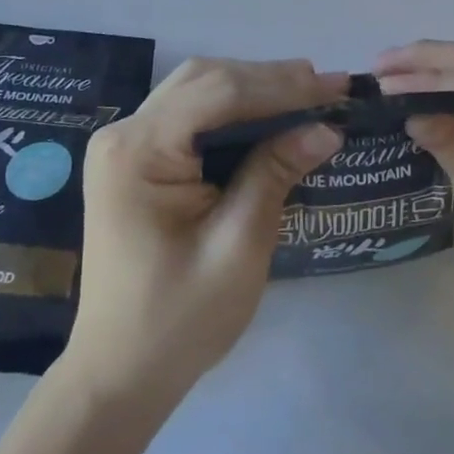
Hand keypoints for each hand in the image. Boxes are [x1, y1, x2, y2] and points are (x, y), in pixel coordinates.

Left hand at [63, 58, 343, 402]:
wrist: (118, 375)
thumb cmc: (179, 320)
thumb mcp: (238, 246)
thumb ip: (276, 174)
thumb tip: (326, 127)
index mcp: (138, 152)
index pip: (219, 93)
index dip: (281, 86)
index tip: (335, 86)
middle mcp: (124, 133)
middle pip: (206, 80)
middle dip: (270, 79)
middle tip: (327, 86)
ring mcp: (126, 143)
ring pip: (199, 89)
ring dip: (254, 87)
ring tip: (308, 92)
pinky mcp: (137, 157)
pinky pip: (191, 113)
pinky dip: (234, 108)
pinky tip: (270, 114)